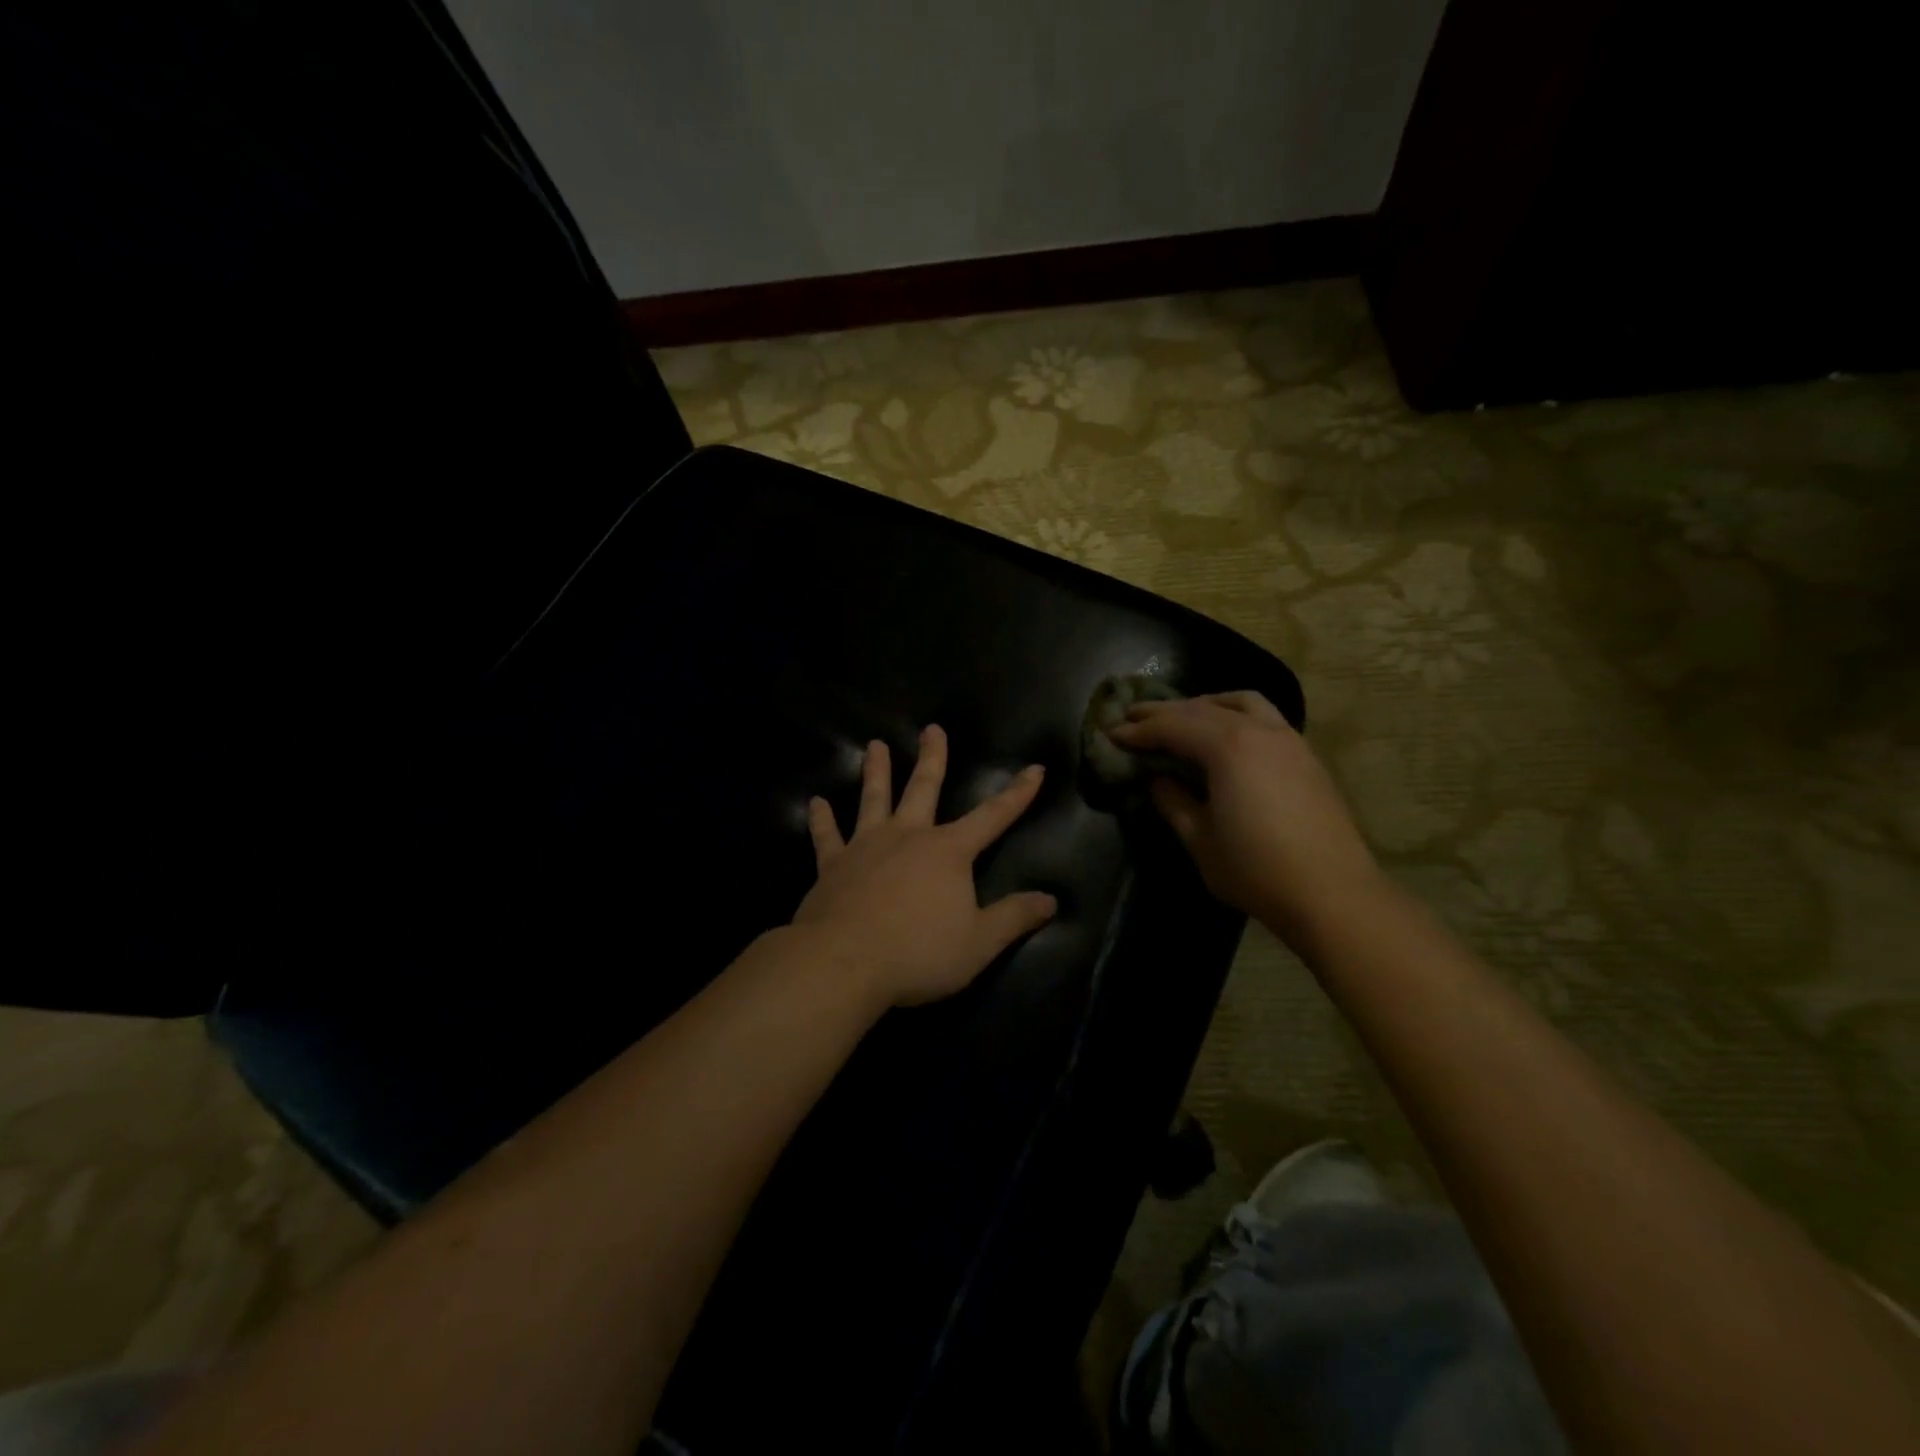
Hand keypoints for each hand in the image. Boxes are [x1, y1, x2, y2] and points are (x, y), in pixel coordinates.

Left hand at [793, 725, 1057, 1007]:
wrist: (844, 963)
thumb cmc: (918, 953)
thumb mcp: (979, 943)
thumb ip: (1015, 918)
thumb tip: (1051, 900)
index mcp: (948, 851)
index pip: (993, 816)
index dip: (1018, 794)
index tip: (1035, 768)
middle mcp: (908, 836)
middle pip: (924, 788)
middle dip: (933, 758)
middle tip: (932, 729)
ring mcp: (866, 846)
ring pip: (874, 799)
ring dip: (875, 771)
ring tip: (875, 745)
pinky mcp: (832, 864)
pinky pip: (827, 836)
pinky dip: (821, 819)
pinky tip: (816, 803)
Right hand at [1107, 691, 1383, 951]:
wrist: (1333, 894)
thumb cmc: (1256, 870)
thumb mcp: (1200, 840)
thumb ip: (1173, 802)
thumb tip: (1157, 780)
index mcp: (1228, 748)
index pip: (1173, 727)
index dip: (1138, 730)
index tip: (1111, 732)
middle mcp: (1259, 731)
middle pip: (1202, 708)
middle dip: (1164, 711)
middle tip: (1132, 715)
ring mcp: (1288, 740)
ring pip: (1241, 702)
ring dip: (1205, 704)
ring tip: (1182, 716)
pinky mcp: (1306, 756)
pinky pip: (1264, 716)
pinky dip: (1234, 714)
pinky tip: (1226, 735)